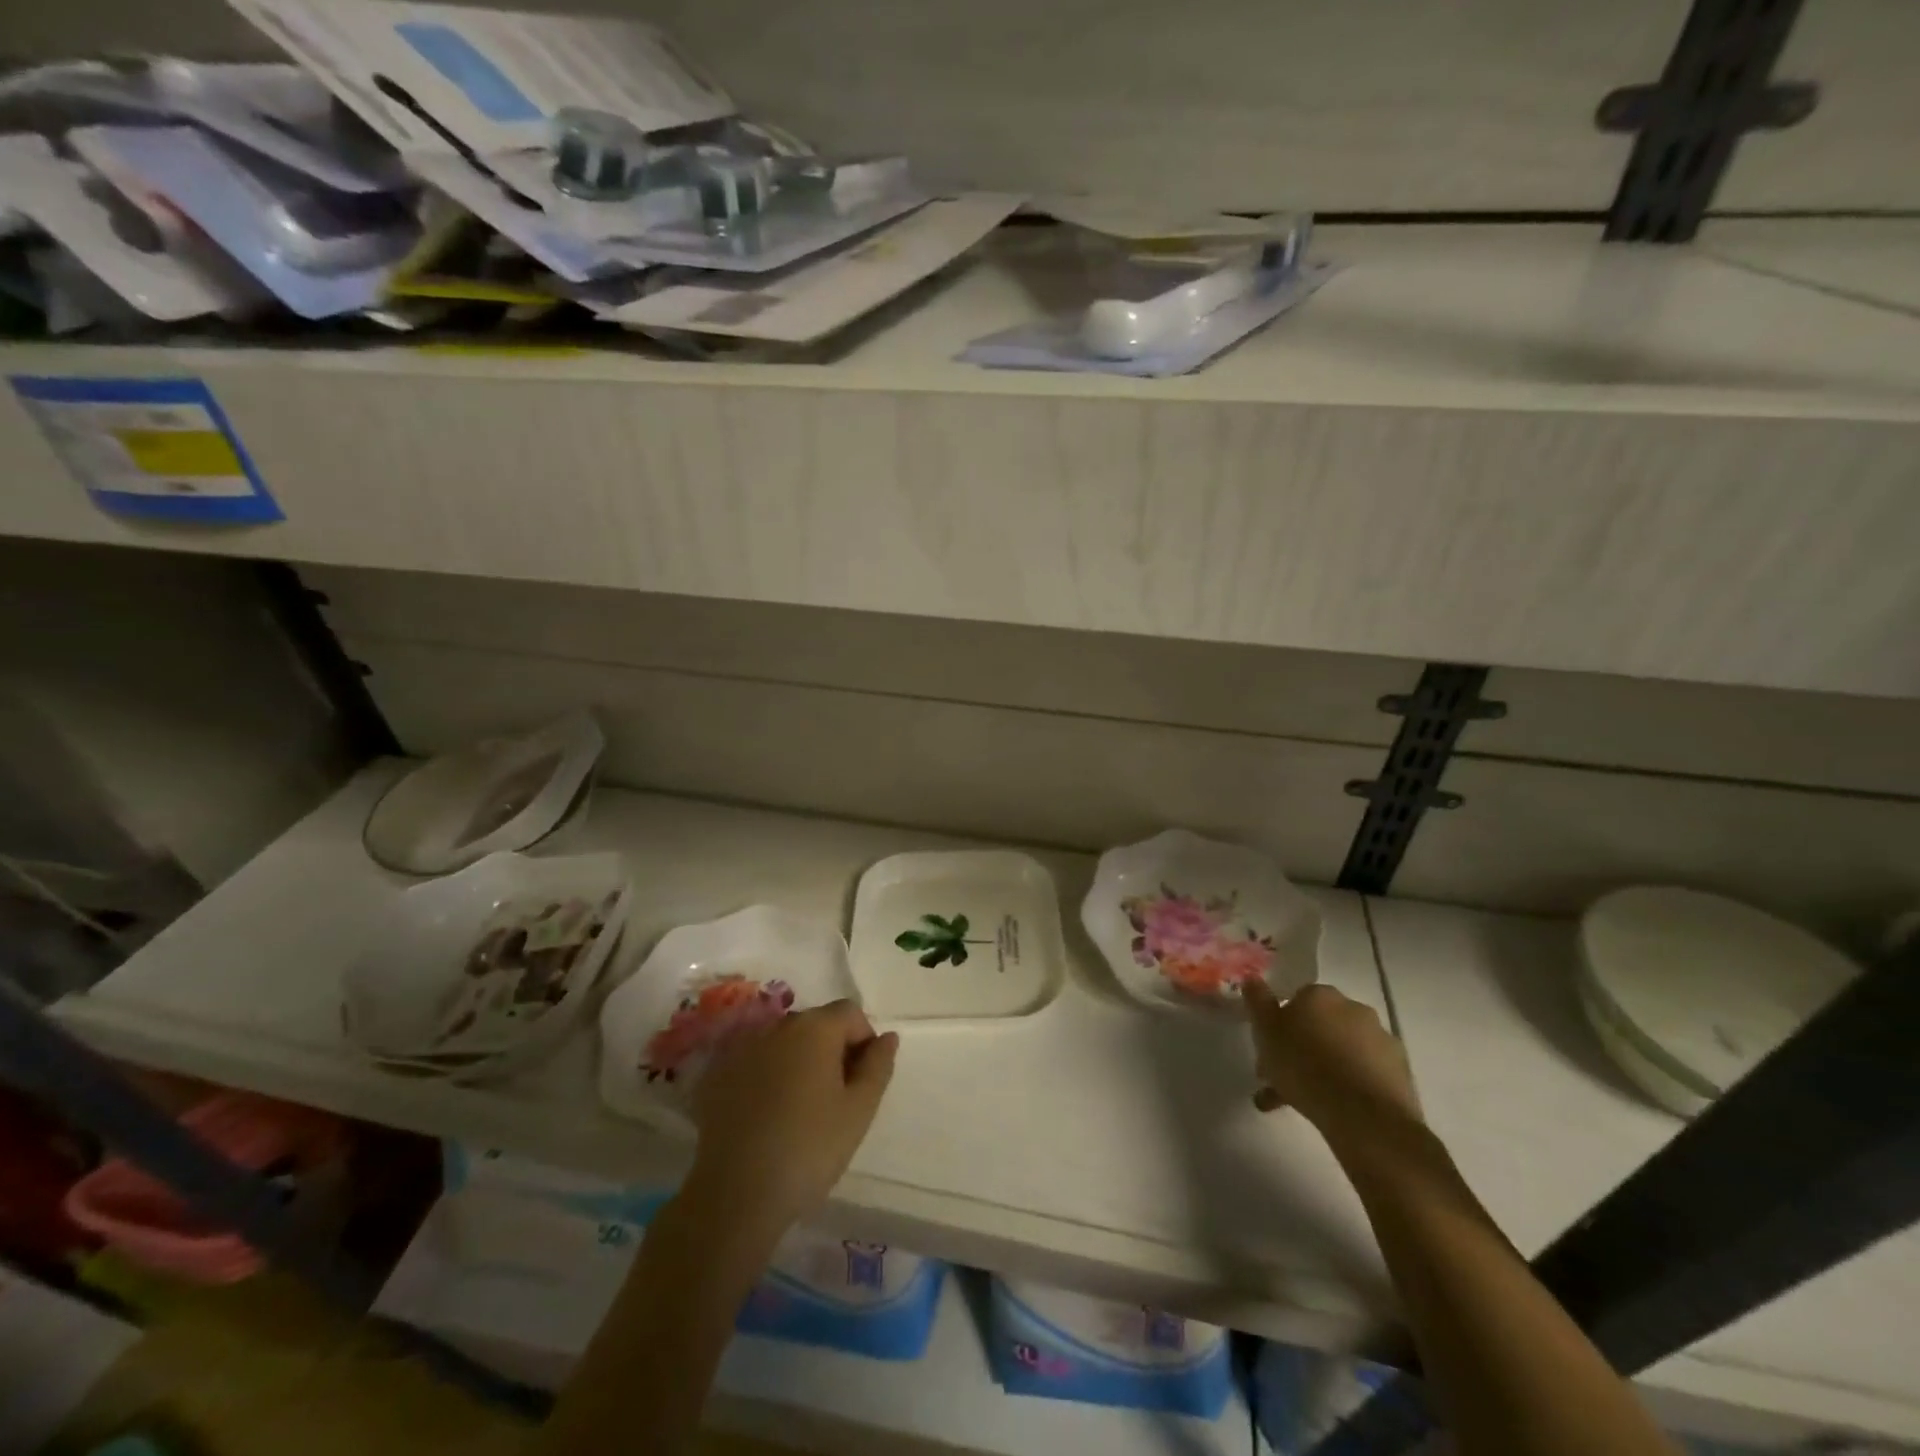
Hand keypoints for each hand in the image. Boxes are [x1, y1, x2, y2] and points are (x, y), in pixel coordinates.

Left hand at [687, 1000, 898, 1233]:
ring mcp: (742, 1048)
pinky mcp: (717, 1075)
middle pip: (816, 1024)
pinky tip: (767, 1117)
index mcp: (815, 1027)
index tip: (862, 1082)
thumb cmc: (810, 1149)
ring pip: (784, 1044)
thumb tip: (887, 1037)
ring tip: (800, 1110)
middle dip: (832, 1050)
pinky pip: (755, 1063)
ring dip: (798, 1063)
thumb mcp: (859, 1110)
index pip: (851, 1013)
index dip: (864, 1041)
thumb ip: (878, 1065)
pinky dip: (767, 1077)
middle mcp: (777, 1026)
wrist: (735, 1195)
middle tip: (836, 1099)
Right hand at [1241, 981, 1420, 1137]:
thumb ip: (1257, 1002)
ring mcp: (1381, 1039)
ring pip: (1341, 1051)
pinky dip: (1348, 1085)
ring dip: (1323, 1069)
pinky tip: (1333, 1110)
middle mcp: (1353, 1008)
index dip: (1279, 1026)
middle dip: (1300, 1049)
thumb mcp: (1266, 1033)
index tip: (1269, 1051)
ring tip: (1303, 1104)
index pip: (1295, 1001)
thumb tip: (1251, 976)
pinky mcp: (1400, 1071)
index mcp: (1319, 995)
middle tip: (1281, 1081)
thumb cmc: (1305, 1068)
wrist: (1365, 1117)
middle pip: (1319, 1025)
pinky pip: (1364, 1072)